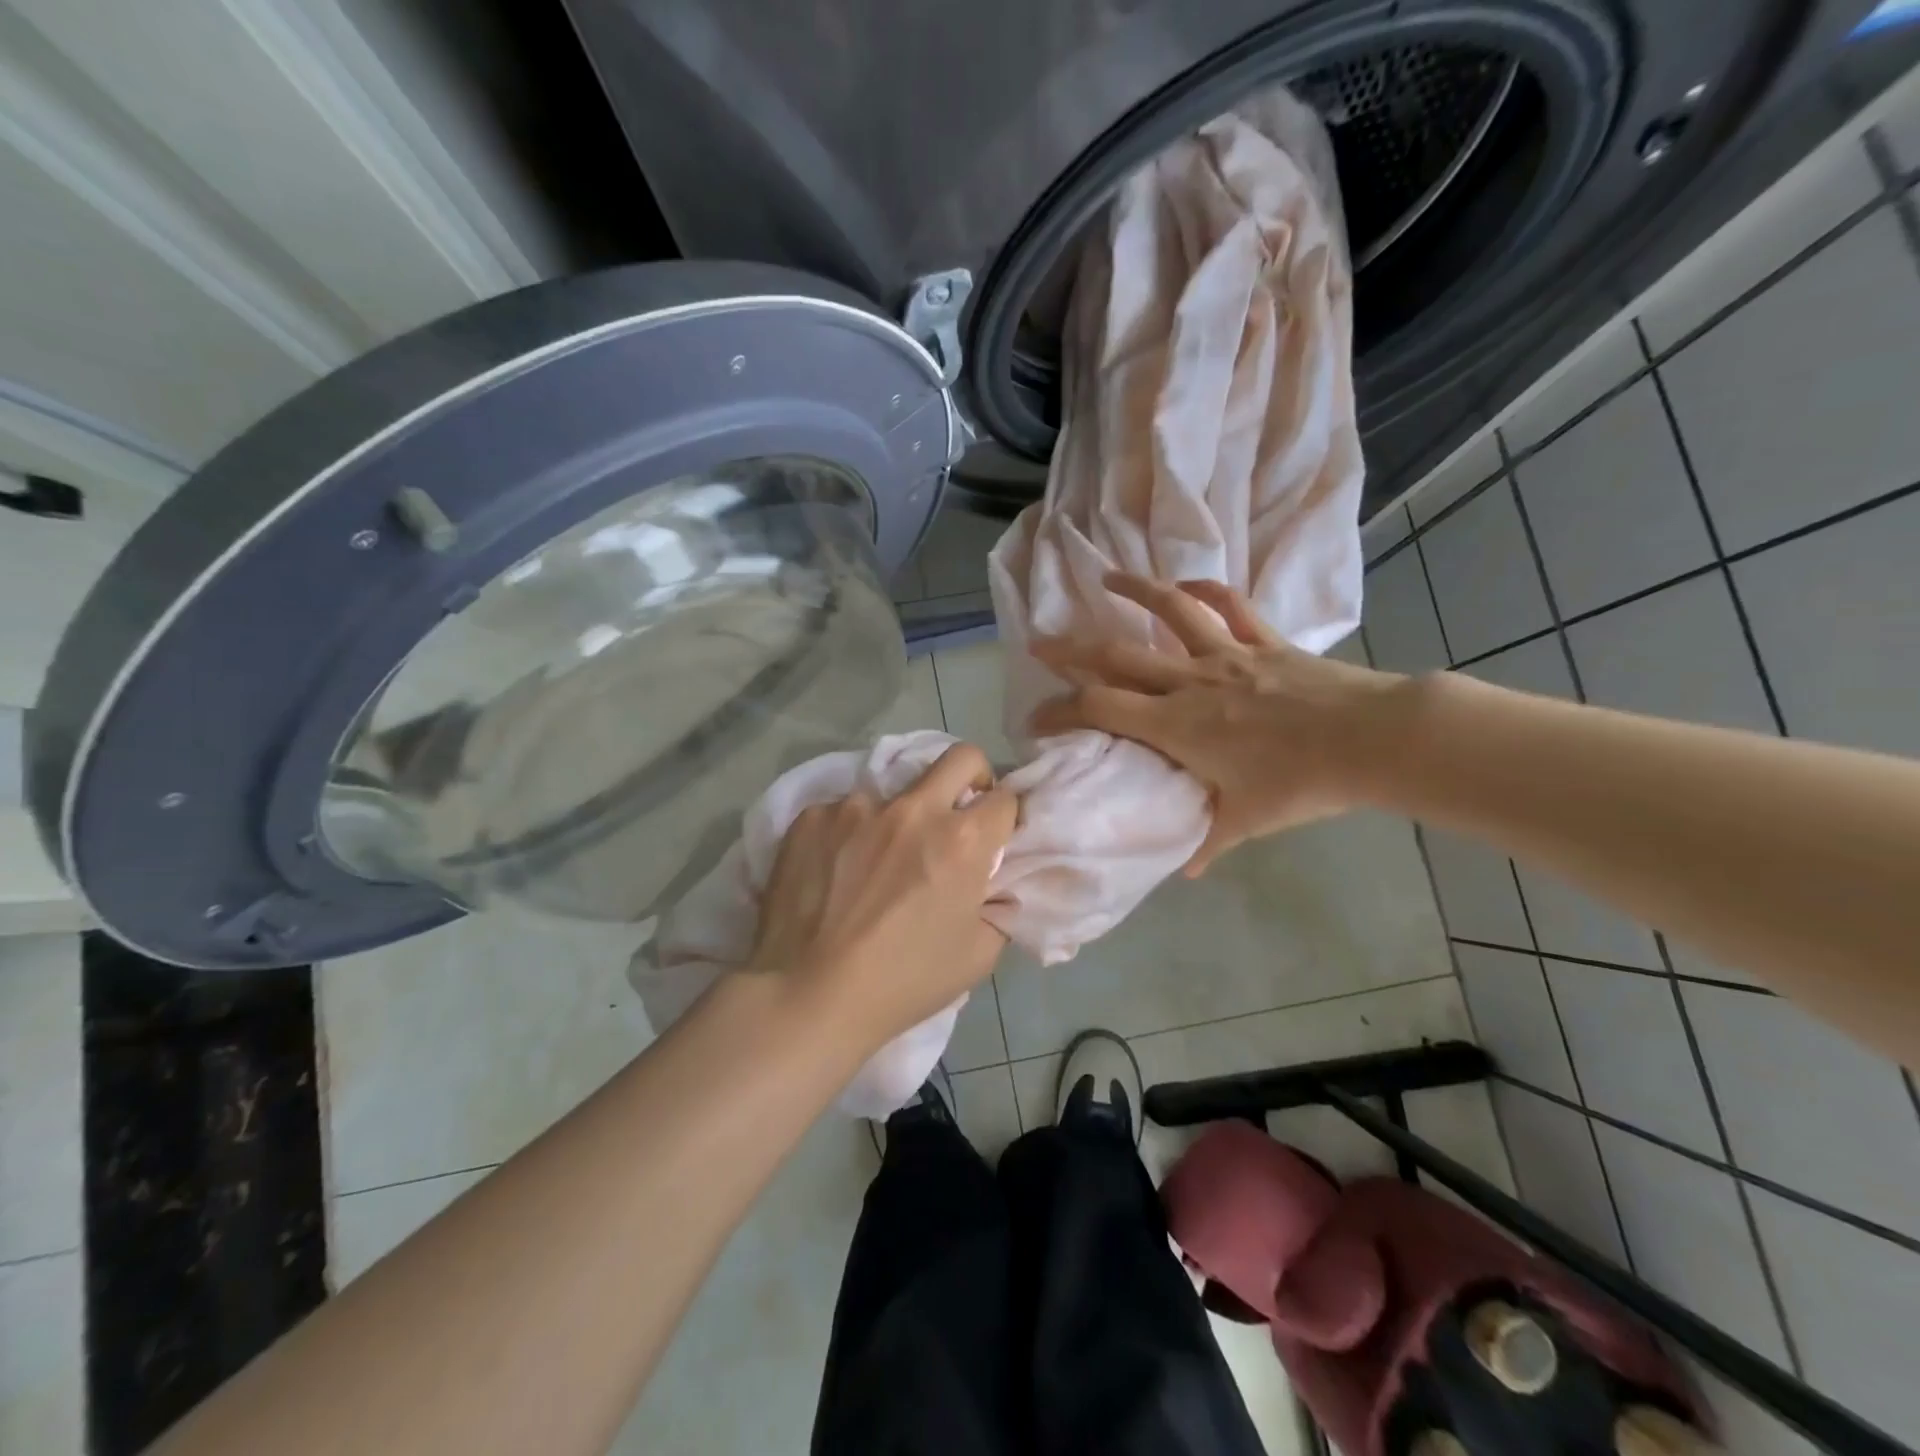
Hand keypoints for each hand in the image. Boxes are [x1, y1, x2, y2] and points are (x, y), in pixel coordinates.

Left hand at [748, 743, 1018, 1050]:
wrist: (806, 995)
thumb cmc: (902, 982)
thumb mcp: (977, 955)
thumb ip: (998, 904)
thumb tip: (994, 880)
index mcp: (961, 840)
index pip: (1004, 799)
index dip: (1005, 817)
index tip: (994, 835)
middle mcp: (913, 809)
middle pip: (961, 757)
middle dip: (973, 776)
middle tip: (958, 812)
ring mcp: (857, 806)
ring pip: (895, 791)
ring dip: (899, 817)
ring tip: (876, 862)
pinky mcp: (812, 815)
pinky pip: (843, 812)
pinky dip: (850, 833)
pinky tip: (834, 871)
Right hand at [1030, 573, 1405, 874]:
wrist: (1373, 740)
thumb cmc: (1303, 782)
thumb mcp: (1248, 821)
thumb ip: (1209, 841)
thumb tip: (1187, 870)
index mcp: (1177, 725)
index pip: (1100, 709)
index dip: (1059, 711)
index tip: (1034, 720)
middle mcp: (1190, 681)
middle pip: (1117, 656)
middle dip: (1070, 649)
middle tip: (1039, 643)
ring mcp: (1227, 654)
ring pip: (1170, 612)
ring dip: (1134, 591)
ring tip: (1107, 577)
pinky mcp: (1264, 641)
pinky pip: (1229, 605)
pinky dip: (1205, 588)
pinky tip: (1185, 582)